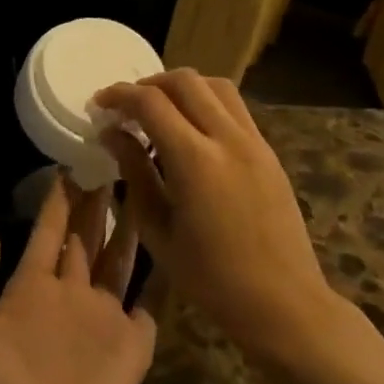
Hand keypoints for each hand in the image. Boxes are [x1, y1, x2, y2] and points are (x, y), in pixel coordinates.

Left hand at [0, 176, 155, 383]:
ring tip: (146, 187)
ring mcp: (103, 319)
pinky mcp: (132, 345)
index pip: (50, 232)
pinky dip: (163, 277)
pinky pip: (152, 303)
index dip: (60, 199)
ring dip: (132, 227)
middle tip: (115, 160)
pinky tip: (177, 246)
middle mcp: (71, 296)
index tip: (71, 160)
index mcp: (31, 288)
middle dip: (99, 201)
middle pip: (89, 238)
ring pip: (121, 261)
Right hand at [95, 70, 338, 360]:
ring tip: (160, 110)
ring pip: (215, 86)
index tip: (100, 103)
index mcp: (196, 161)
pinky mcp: (269, 151)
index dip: (120, 95)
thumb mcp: (159, 232)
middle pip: (185, 81)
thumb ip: (135, 174)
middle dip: (149, 83)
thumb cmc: (212, 279)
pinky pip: (234, 107)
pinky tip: (192, 131)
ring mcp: (254, 141)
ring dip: (182, 88)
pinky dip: (207, 102)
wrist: (284, 302)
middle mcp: (228, 138)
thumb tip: (112, 135)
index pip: (151, 103)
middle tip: (127, 106)